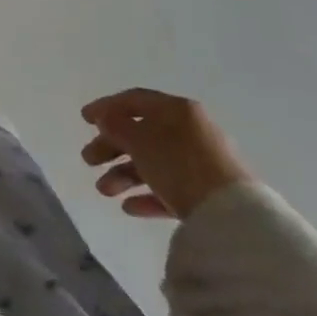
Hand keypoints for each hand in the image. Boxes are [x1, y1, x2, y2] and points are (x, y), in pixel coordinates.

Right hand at [80, 88, 252, 218]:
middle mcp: (190, 131)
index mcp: (176, 110)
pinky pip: (170, 190)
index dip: (106, 107)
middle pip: (141, 134)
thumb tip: (106, 120)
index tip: (84, 119)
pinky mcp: (208, 195)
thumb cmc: (179, 164)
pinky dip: (148, 195)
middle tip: (88, 160)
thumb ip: (116, 126)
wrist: (233, 215)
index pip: (134, 100)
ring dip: (124, 174)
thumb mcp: (139, 139)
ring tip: (104, 191)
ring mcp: (201, 164)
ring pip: (154, 163)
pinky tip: (128, 207)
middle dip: (111, 147)